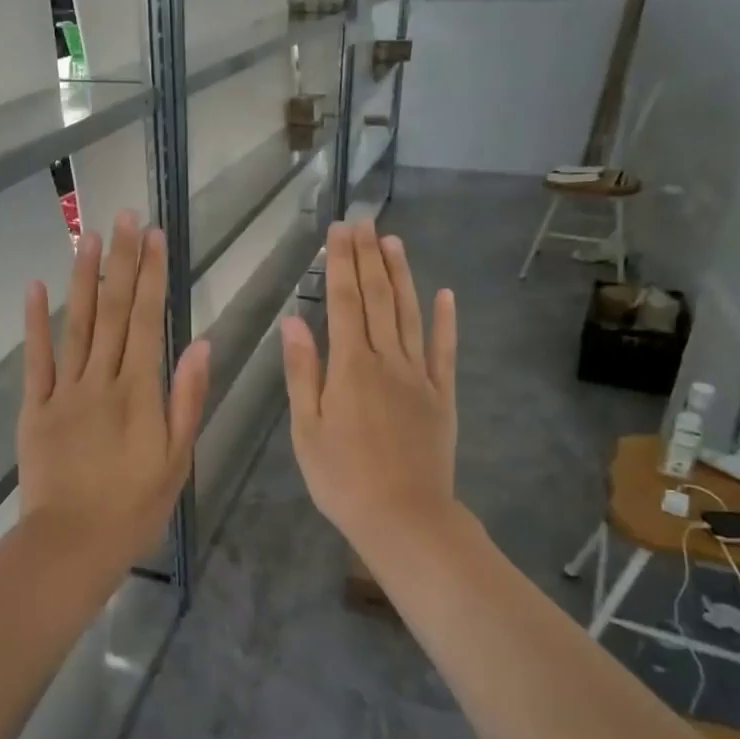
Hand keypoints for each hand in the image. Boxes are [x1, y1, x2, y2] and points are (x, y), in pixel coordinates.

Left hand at [18, 211, 209, 582]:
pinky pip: (35, 359)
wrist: (72, 544)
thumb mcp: (177, 459)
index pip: (147, 320)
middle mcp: (101, 380)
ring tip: (88, 237)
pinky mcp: (34, 408)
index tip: (154, 237)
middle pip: (112, 311)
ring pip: (76, 325)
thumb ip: (188, 399)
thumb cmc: (134, 507)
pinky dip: (35, 322)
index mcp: (139, 392)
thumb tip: (200, 343)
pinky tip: (36, 287)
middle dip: (121, 261)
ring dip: (83, 278)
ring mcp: (63, 391)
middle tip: (124, 217)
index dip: (151, 275)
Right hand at [281, 220, 457, 565]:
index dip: (341, 264)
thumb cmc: (342, 478)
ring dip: (402, 276)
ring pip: (410, 315)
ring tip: (394, 242)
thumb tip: (293, 321)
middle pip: (378, 299)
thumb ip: (302, 372)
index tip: (339, 231)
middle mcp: (387, 361)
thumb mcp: (307, 429)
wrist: (404, 517)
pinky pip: (444, 352)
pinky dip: (445, 322)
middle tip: (364, 221)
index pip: (345, 302)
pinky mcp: (442, 396)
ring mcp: (419, 377)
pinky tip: (445, 295)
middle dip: (369, 258)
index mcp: (350, 367)